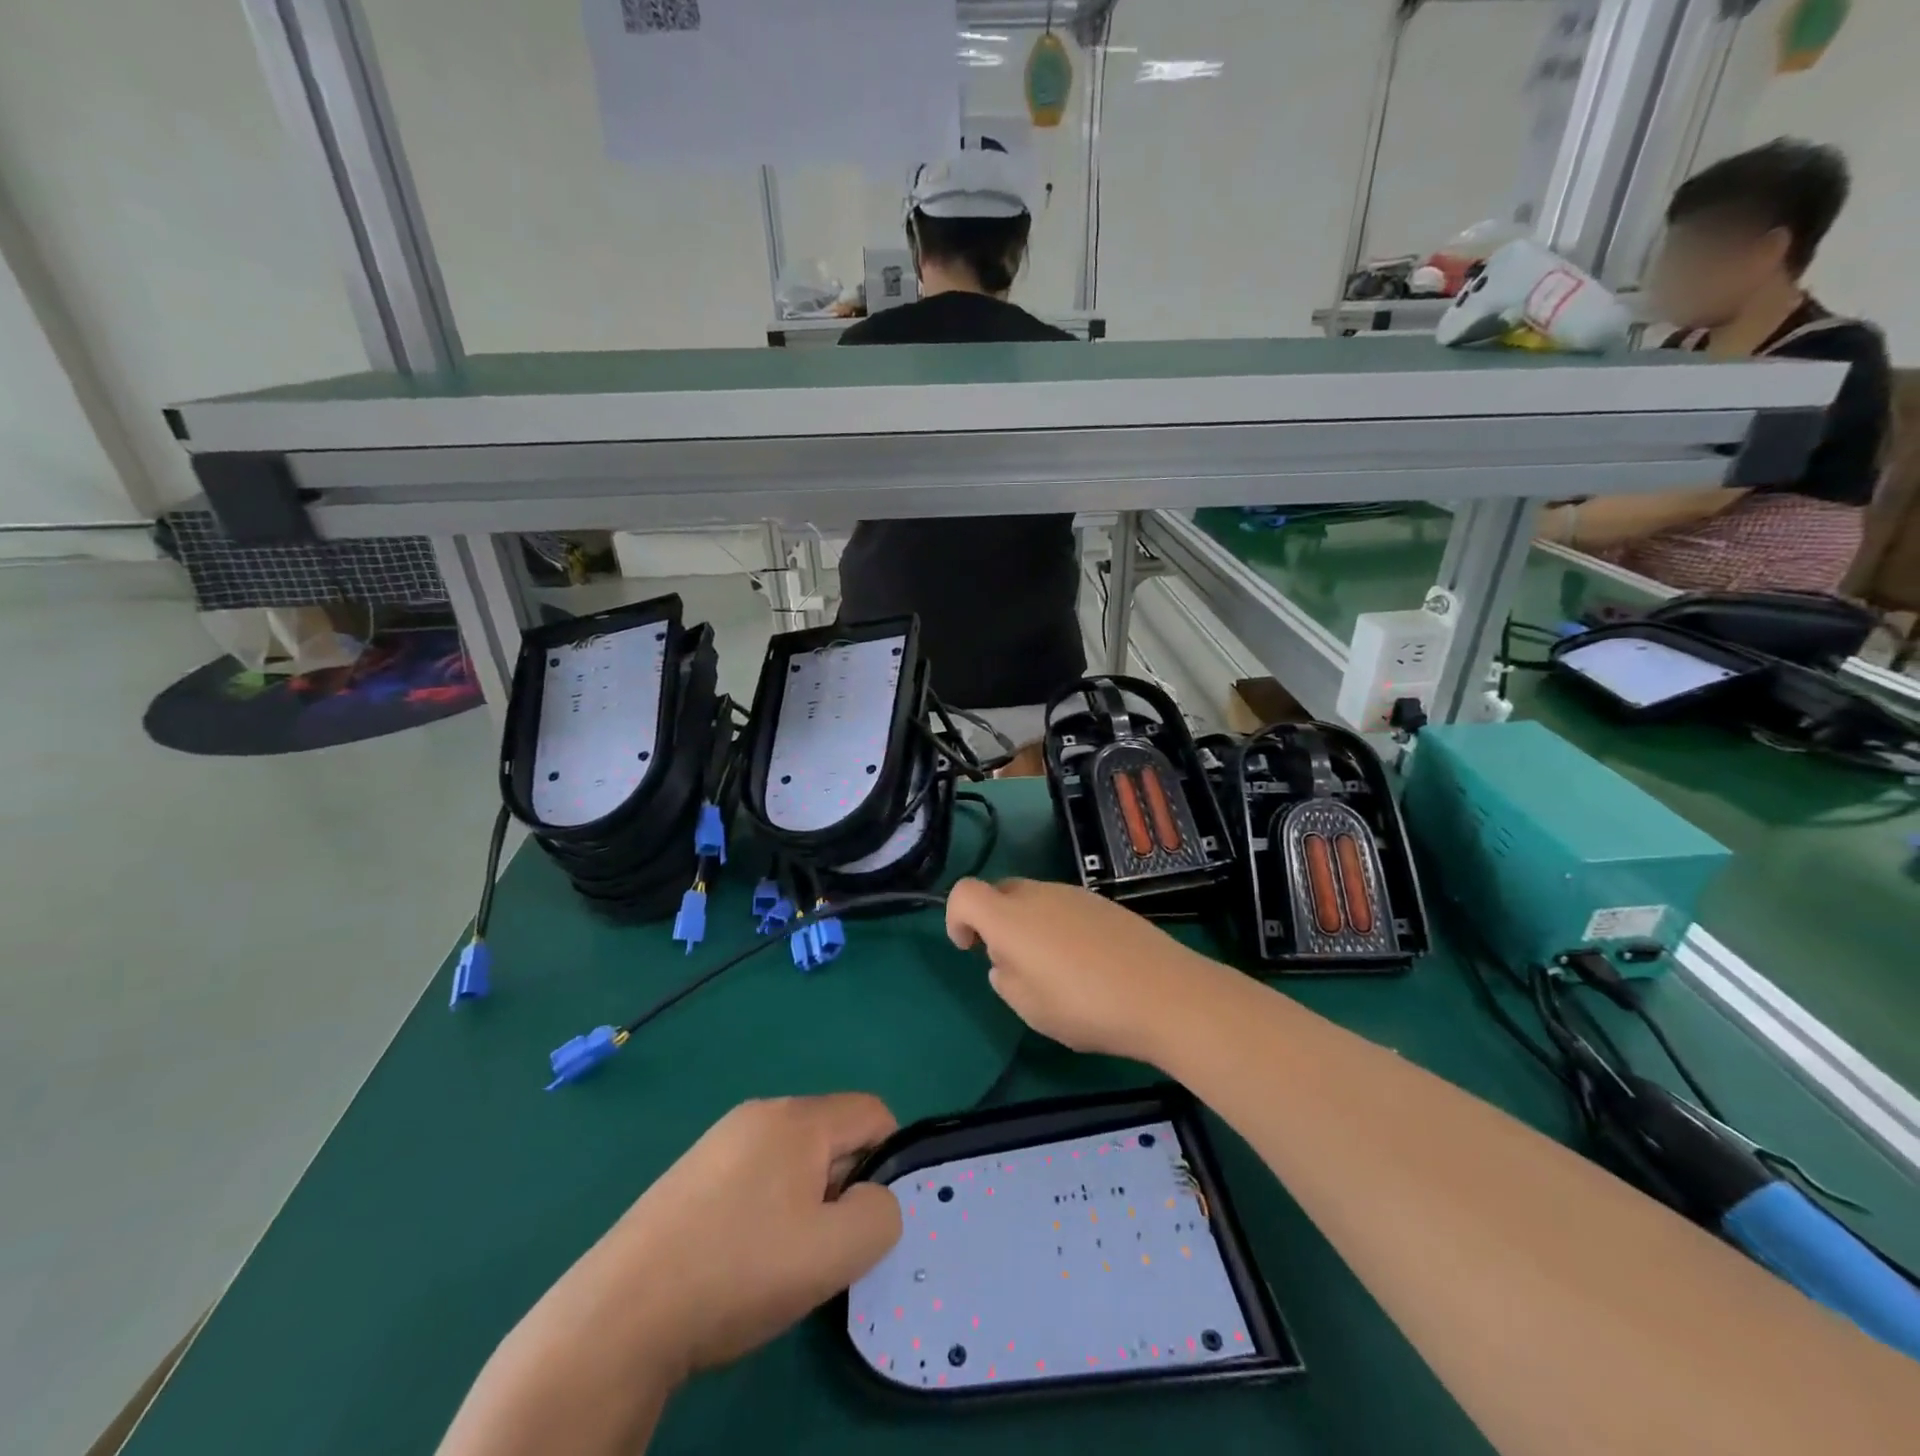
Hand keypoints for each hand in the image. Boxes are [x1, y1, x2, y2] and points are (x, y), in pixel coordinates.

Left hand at [593, 1094, 904, 1375]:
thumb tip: (874, 1199)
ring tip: (778, 1260)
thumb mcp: (832, 1253)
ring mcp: (721, 1140)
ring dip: (805, 1201)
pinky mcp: (694, 1171)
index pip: (873, 1112)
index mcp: (798, 1118)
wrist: (620, 1314)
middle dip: (843, 1185)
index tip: (865, 1219)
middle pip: (833, 1134)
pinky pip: (756, 1174)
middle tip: (820, 1247)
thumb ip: (880, 1217)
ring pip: (794, 1158)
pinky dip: (767, 1208)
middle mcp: (761, 1112)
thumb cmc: (738, 1271)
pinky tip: (740, 1258)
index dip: (887, 1162)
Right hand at [945, 878, 1226, 1063]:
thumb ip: (1005, 978)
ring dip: (1029, 926)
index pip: (964, 893)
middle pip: (1001, 893)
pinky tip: (1086, 964)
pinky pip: (1066, 907)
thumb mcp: (1029, 1008)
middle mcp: (1038, 894)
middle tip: (1012, 964)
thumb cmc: (1084, 1006)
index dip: (956, 918)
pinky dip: (1060, 927)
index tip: (969, 949)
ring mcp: (1075, 894)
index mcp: (1010, 917)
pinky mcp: (1105, 903)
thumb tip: (1006, 962)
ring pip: (1035, 900)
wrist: (1164, 993)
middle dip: (995, 922)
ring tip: (1054, 971)